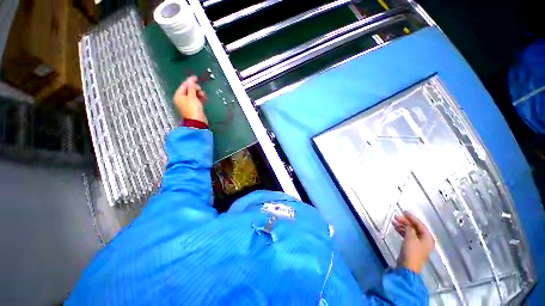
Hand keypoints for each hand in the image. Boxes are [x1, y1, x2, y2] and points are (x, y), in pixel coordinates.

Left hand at [173, 76, 207, 123]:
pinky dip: (200, 98)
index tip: (196, 77)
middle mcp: (182, 99)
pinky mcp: (194, 107)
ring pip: (194, 95)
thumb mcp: (192, 96)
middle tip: (200, 91)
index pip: (184, 85)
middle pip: (189, 90)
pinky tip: (204, 98)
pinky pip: (196, 100)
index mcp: (179, 95)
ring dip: (199, 93)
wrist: (197, 122)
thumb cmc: (193, 109)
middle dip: (195, 89)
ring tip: (203, 96)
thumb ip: (191, 87)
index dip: (190, 81)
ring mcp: (188, 104)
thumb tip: (191, 79)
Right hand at [392, 211, 434, 272]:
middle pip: (415, 227)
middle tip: (396, 216)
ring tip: (393, 221)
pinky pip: (408, 235)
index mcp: (427, 237)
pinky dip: (402, 231)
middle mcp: (424, 240)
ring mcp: (418, 244)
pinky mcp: (412, 246)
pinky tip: (396, 228)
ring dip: (402, 226)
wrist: (408, 266)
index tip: (404, 211)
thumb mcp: (410, 237)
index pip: (420, 224)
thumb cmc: (411, 251)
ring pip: (410, 231)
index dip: (412, 217)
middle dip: (405, 221)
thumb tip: (407, 223)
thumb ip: (409, 228)